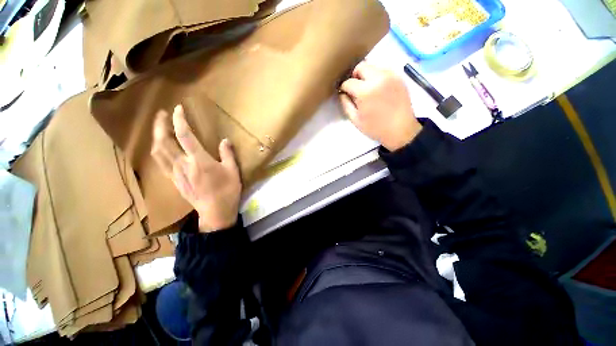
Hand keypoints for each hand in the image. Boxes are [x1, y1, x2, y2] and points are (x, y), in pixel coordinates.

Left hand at [151, 105, 241, 231]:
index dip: (180, 120)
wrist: (216, 212)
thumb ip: (228, 154)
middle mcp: (183, 165)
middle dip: (160, 125)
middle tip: (161, 114)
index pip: (185, 136)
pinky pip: (161, 163)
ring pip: (158, 153)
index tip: (178, 108)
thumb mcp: (233, 171)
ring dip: (156, 137)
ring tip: (159, 128)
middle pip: (163, 142)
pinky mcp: (174, 181)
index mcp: (199, 161)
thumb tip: (225, 141)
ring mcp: (176, 174)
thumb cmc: (227, 191)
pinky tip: (162, 148)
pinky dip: (159, 152)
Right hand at [339, 61, 422, 151]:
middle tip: (355, 88)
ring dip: (366, 76)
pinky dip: (377, 77)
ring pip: (372, 67)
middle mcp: (378, 78)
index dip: (344, 87)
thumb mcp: (355, 120)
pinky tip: (378, 90)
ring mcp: (390, 75)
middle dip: (354, 76)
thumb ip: (346, 104)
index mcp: (366, 91)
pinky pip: (383, 71)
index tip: (344, 93)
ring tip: (367, 90)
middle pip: (360, 66)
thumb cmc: (376, 128)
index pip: (348, 81)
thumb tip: (342, 93)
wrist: (401, 129)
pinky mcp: (399, 76)